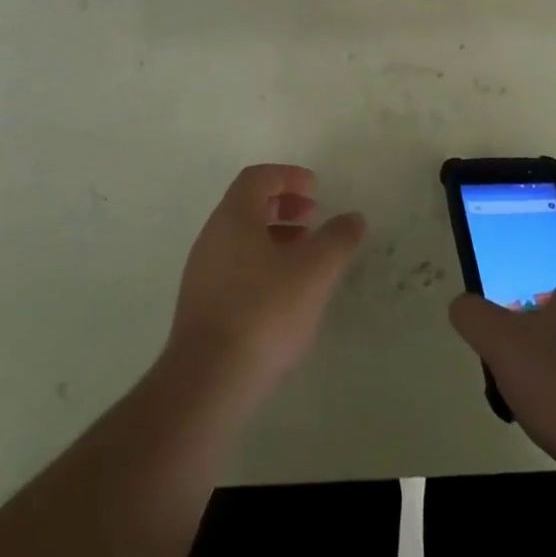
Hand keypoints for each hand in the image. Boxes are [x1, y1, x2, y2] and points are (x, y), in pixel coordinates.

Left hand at [167, 164, 366, 401]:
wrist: (208, 380)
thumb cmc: (264, 312)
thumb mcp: (314, 272)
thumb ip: (337, 240)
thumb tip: (353, 218)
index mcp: (233, 217)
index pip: (257, 178)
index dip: (288, 176)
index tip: (316, 189)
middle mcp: (213, 236)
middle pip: (247, 205)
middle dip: (283, 205)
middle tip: (313, 217)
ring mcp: (203, 271)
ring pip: (241, 237)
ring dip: (275, 236)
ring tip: (306, 256)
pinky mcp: (202, 303)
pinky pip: (235, 265)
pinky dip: (262, 262)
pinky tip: (285, 292)